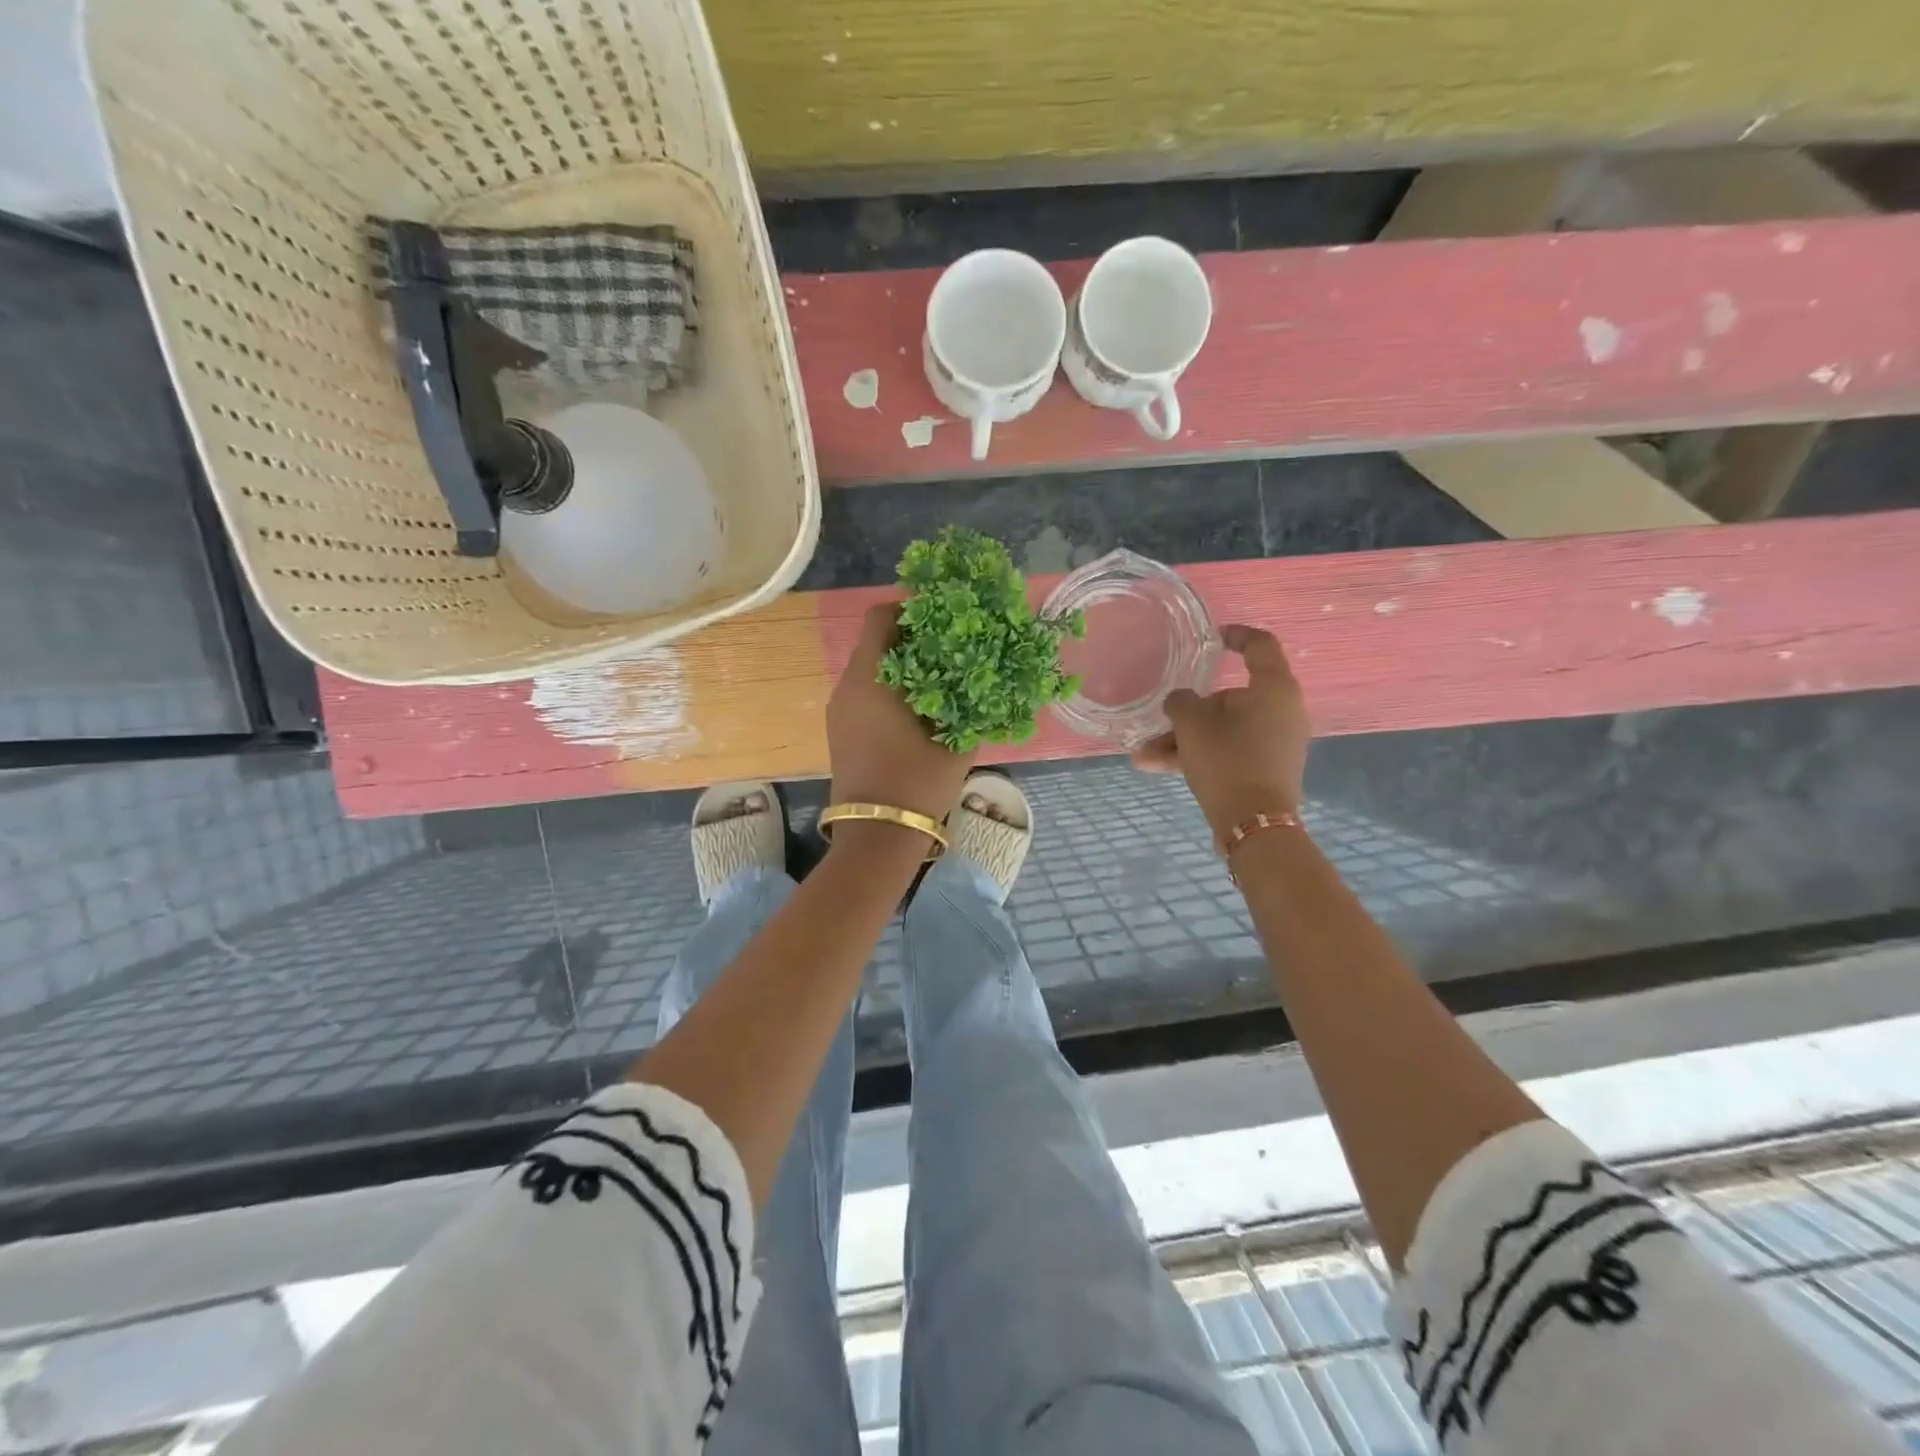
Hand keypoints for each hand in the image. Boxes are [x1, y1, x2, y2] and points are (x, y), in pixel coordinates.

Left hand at [827, 604, 976, 825]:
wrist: (877, 837)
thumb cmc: (918, 782)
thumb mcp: (957, 741)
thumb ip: (972, 703)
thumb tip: (985, 679)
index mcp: (870, 678)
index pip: (880, 617)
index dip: (911, 608)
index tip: (944, 618)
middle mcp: (847, 686)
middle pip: (876, 642)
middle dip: (913, 638)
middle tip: (952, 647)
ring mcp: (840, 710)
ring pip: (871, 669)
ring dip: (903, 666)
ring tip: (942, 678)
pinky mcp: (840, 731)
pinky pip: (865, 693)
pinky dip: (891, 689)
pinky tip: (921, 708)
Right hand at [1132, 624, 1309, 837]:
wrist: (1254, 824)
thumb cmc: (1227, 760)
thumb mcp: (1192, 724)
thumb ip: (1181, 702)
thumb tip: (1181, 701)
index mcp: (1273, 688)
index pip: (1260, 645)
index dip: (1236, 635)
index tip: (1211, 638)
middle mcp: (1281, 710)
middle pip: (1229, 697)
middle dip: (1188, 711)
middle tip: (1160, 720)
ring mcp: (1275, 742)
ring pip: (1222, 729)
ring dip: (1182, 740)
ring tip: (1144, 756)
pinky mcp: (1265, 768)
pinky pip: (1227, 751)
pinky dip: (1197, 755)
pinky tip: (1156, 767)